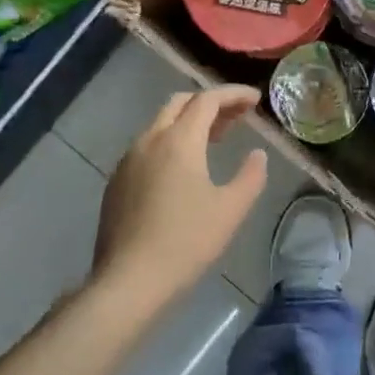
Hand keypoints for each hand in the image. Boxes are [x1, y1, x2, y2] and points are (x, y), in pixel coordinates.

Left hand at [90, 86, 268, 310]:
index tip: (255, 100)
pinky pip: (147, 147)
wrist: (129, 280)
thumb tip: (257, 155)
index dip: (233, 94)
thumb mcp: (231, 210)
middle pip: (179, 104)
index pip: (207, 100)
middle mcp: (149, 141)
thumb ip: (250, 176)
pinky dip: (170, 143)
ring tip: (214, 140)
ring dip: (189, 123)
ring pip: (160, 125)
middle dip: (210, 103)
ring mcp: (128, 161)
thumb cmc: (186, 242)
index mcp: (178, 141)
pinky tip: (183, 170)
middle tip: (236, 118)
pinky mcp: (117, 182)